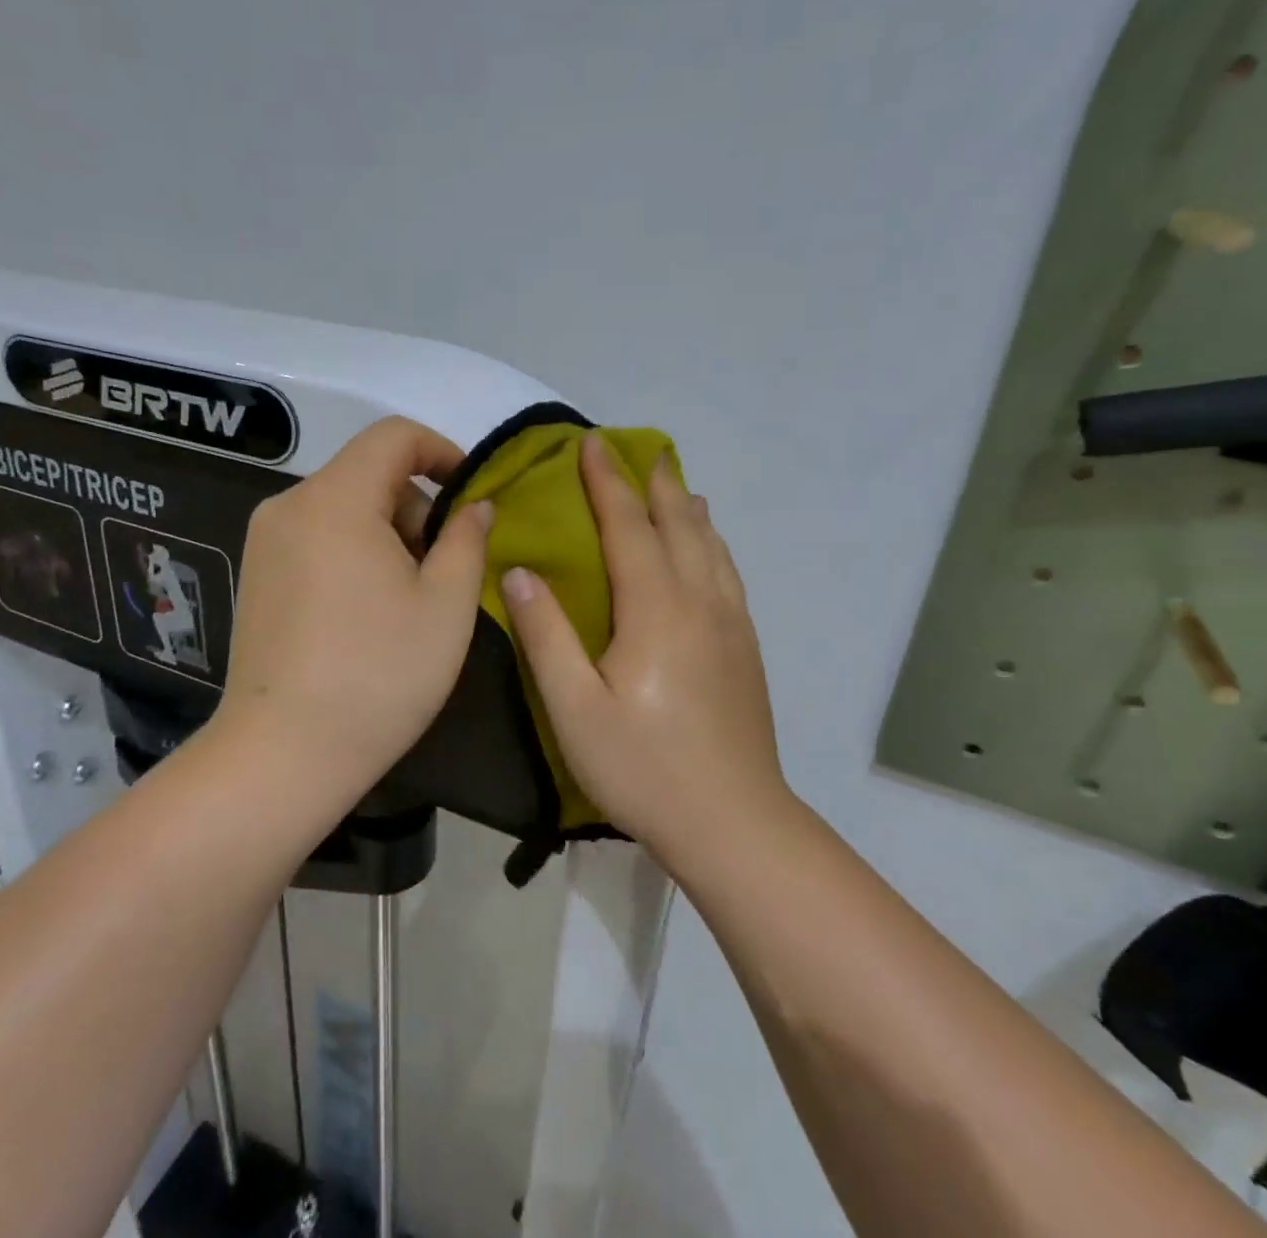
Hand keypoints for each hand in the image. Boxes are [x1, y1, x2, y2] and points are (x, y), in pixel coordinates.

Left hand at [217, 417, 493, 796]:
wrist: (282, 756)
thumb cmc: (378, 675)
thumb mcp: (446, 604)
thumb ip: (467, 538)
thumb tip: (475, 504)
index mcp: (335, 499)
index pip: (393, 435)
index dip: (442, 451)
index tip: (470, 497)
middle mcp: (290, 505)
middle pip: (367, 471)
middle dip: (417, 505)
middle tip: (444, 567)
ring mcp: (265, 540)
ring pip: (343, 506)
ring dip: (388, 531)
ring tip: (409, 597)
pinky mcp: (256, 573)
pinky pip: (317, 535)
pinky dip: (354, 550)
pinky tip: (367, 611)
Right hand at [499, 435, 784, 856]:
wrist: (734, 823)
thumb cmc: (644, 768)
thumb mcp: (575, 709)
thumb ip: (546, 636)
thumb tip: (520, 571)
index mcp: (655, 610)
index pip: (629, 527)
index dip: (608, 483)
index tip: (591, 445)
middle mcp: (699, 602)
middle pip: (678, 524)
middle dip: (654, 483)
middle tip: (639, 451)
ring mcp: (730, 624)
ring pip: (710, 546)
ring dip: (688, 508)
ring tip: (676, 485)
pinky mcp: (746, 648)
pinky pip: (727, 573)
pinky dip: (713, 543)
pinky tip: (708, 549)